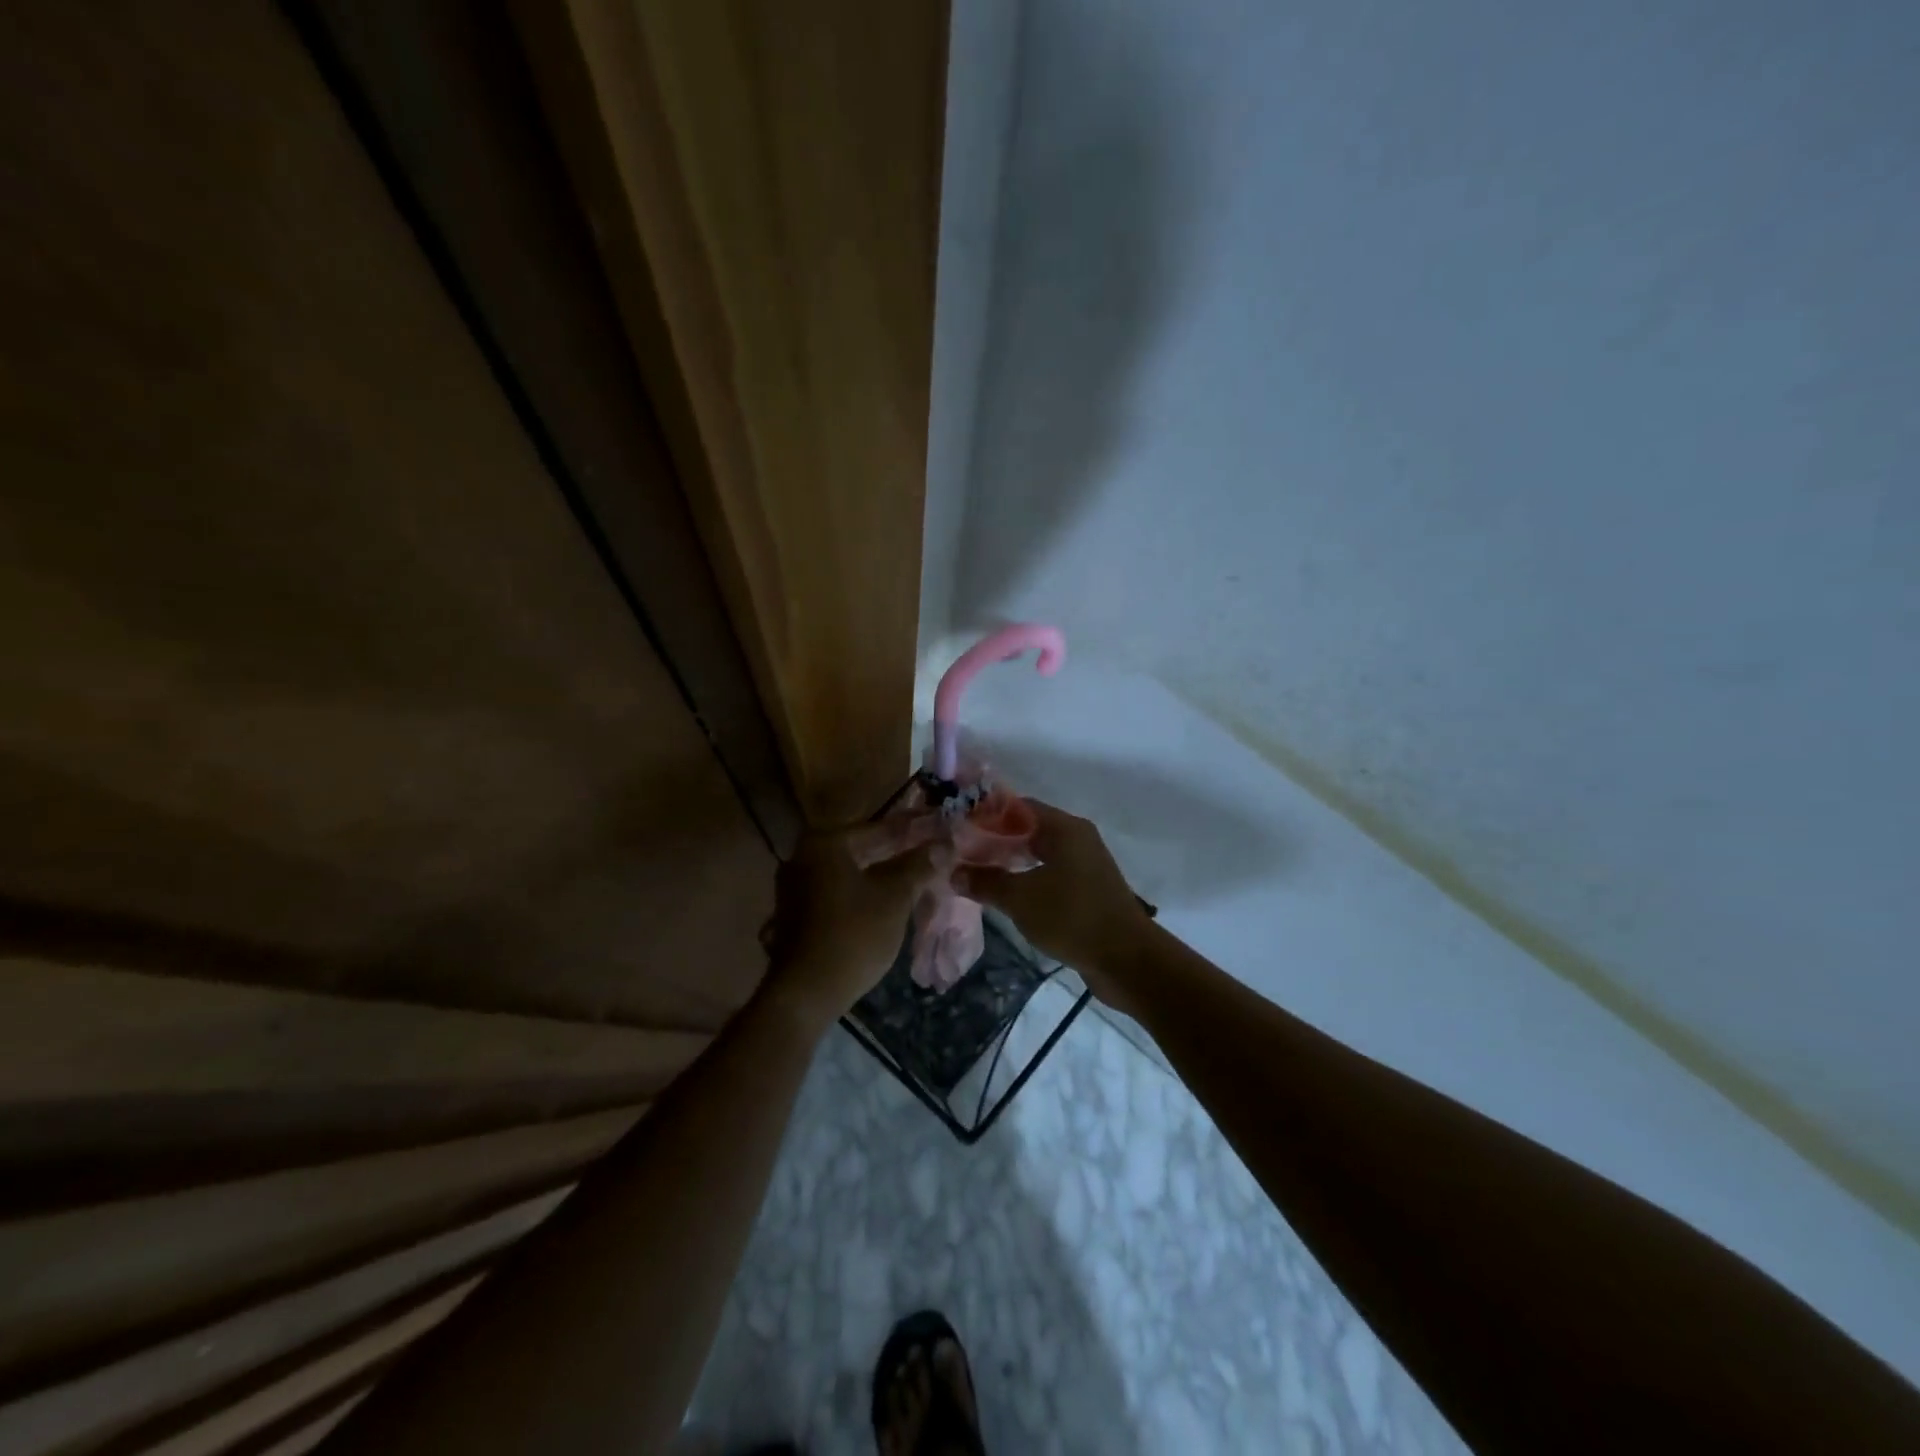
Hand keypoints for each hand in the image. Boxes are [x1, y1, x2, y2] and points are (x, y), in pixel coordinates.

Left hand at [760, 828, 936, 1029]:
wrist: (805, 993)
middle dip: (895, 855)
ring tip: (914, 881)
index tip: (936, 832)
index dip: (910, 832)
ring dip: (879, 876)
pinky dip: (860, 895)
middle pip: (860, 850)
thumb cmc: (853, 935)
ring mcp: (794, 888)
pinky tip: (885, 904)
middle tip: (930, 856)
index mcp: (824, 844)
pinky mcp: (795, 915)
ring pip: (848, 874)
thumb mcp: (894, 897)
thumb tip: (942, 844)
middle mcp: (802, 857)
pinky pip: (836, 894)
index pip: (877, 829)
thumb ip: (918, 866)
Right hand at [953, 800, 1154, 1009]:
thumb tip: (955, 873)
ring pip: (1041, 854)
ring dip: (1012, 862)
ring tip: (980, 874)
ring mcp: (1086, 865)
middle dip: (997, 840)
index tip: (960, 828)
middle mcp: (1078, 838)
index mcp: (1064, 828)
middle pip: (1030, 829)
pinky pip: (1052, 874)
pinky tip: (1008, 895)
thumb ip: (986, 882)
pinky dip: (1029, 879)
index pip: (1019, 807)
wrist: (1126, 959)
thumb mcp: (1020, 899)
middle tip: (964, 853)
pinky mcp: (1089, 889)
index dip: (988, 815)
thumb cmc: (1071, 917)